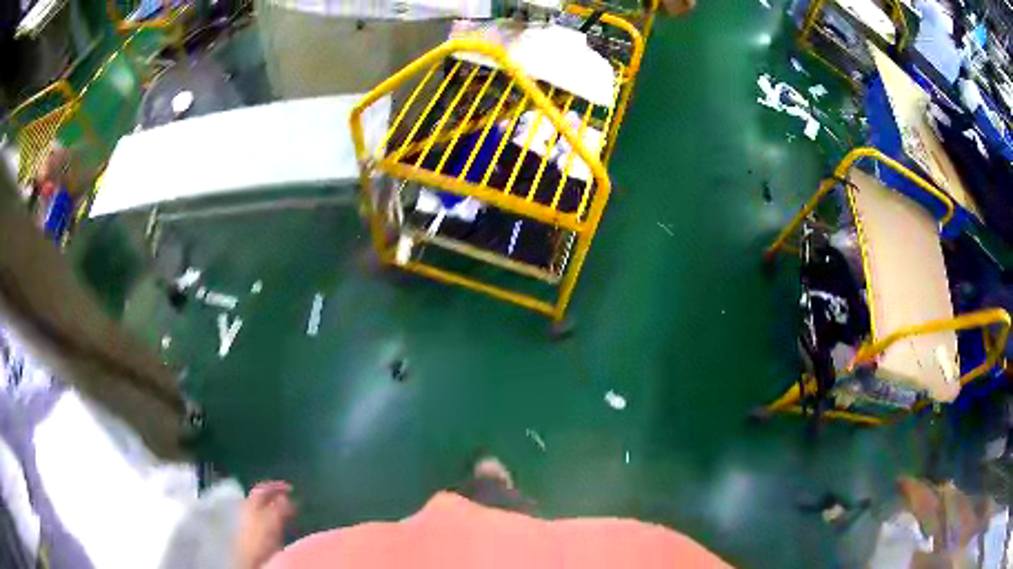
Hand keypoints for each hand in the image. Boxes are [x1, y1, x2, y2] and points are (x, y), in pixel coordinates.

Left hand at [236, 481, 295, 568]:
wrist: (250, 556)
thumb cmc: (260, 537)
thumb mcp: (272, 520)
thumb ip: (279, 507)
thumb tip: (285, 497)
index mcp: (251, 502)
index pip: (263, 488)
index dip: (276, 486)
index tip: (290, 487)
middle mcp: (248, 507)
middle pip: (262, 498)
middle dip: (276, 497)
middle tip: (289, 498)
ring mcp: (249, 519)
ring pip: (263, 508)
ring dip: (275, 507)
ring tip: (287, 511)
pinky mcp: (253, 531)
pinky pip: (264, 518)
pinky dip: (273, 517)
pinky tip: (279, 523)